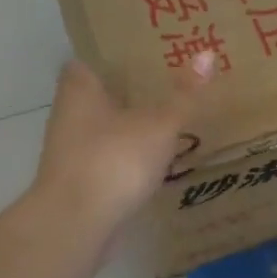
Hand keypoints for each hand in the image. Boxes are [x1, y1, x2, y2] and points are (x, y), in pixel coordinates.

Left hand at [32, 56, 214, 242]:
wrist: (76, 224)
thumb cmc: (114, 160)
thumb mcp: (159, 124)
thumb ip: (184, 95)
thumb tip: (208, 54)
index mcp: (80, 88)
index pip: (91, 58)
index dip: (116, 54)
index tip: (146, 53)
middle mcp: (68, 114)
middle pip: (100, 95)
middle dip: (129, 92)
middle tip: (169, 85)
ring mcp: (71, 151)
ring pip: (104, 129)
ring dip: (129, 127)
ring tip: (169, 122)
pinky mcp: (80, 182)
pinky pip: (108, 159)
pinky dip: (128, 158)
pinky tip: (155, 161)